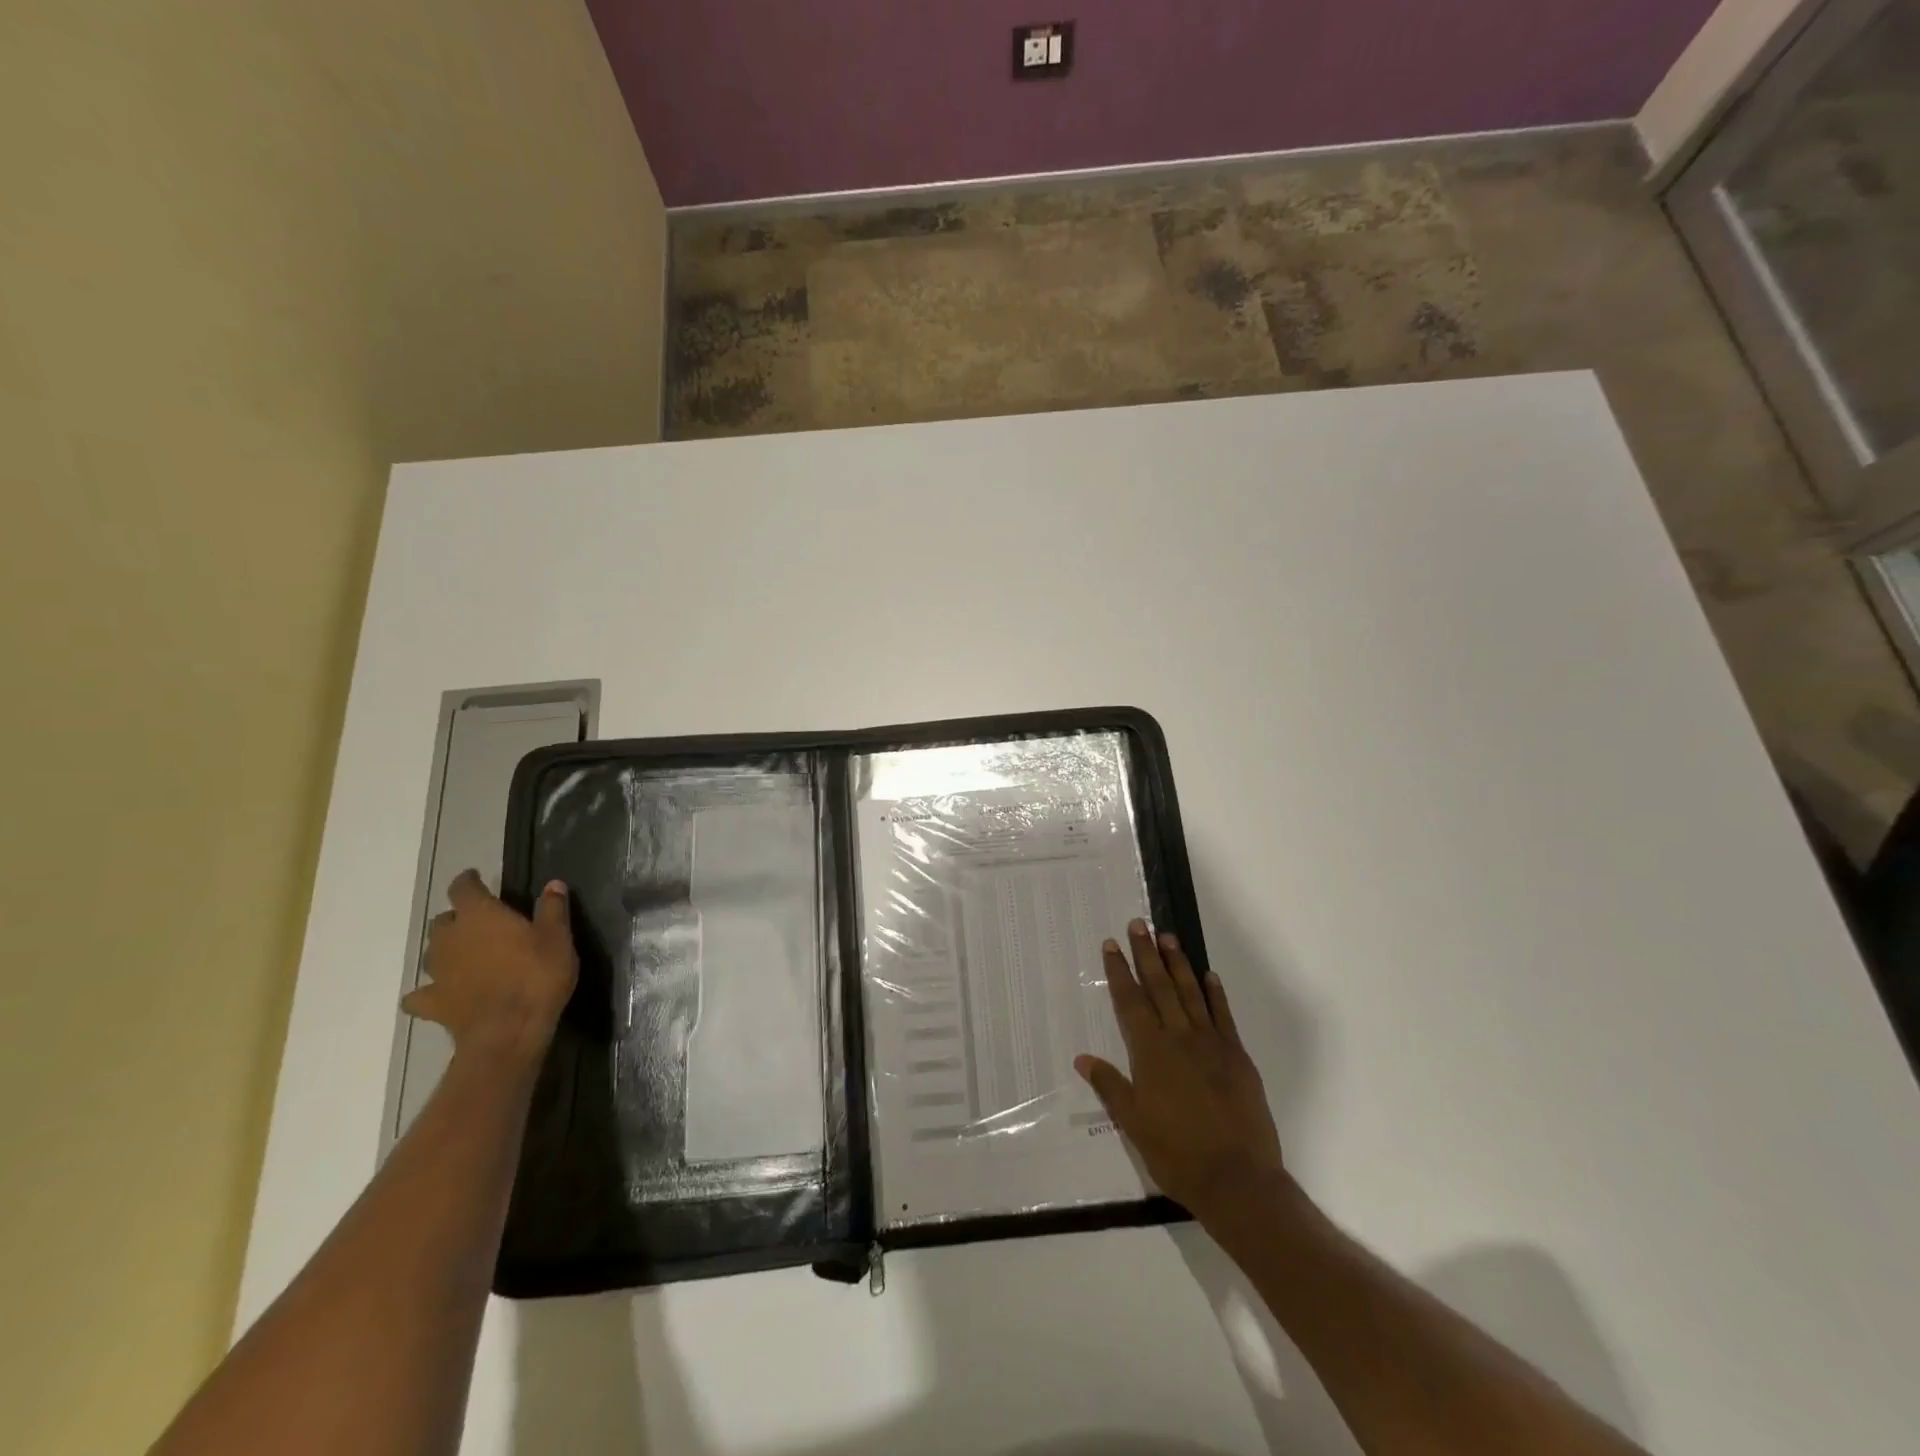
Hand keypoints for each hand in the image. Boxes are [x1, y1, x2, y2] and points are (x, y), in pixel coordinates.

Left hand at [402, 870, 577, 1067]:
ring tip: (465, 956)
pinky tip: (441, 994)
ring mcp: (437, 972)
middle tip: (481, 923)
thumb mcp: (557, 937)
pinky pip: (421, 994)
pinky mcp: (433, 1003)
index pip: (463, 888)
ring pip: (432, 952)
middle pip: (443, 920)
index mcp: (480, 915)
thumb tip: (553, 884)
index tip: (476, 878)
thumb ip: (552, 909)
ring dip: (446, 950)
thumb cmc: (536, 976)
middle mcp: (450, 938)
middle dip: (458, 918)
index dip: (469, 881)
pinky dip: (429, 992)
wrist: (508, 1031)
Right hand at [1075, 919, 1288, 1226]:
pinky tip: (1209, 976)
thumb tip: (1082, 1058)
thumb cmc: (1177, 1153)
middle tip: (1138, 924)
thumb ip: (1110, 1086)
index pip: (1130, 1001)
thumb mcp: (1133, 1124)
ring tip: (1169, 937)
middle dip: (1146, 954)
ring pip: (1191, 993)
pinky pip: (1223, 1016)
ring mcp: (1212, 1044)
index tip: (1111, 944)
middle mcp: (1179, 1038)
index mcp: (1151, 1052)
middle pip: (1160, 987)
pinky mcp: (1237, 1057)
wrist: (1238, 1179)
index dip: (1119, 971)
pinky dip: (1215, 994)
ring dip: (1178, 964)